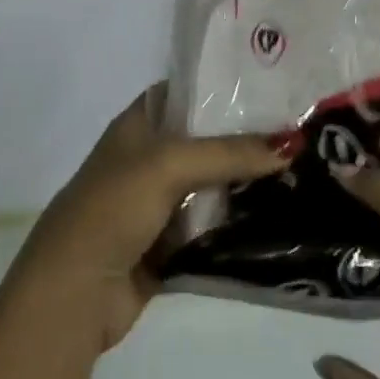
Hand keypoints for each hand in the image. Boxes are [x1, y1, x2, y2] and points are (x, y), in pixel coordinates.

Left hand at [6, 83, 287, 352]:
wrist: (75, 291)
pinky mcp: (169, 247)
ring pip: (212, 187)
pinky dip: (238, 228)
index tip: (274, 87)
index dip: (224, 87)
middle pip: (205, 141)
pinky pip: (211, 230)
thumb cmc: (113, 208)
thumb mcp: (168, 165)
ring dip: (248, 186)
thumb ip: (227, 152)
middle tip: (302, 135)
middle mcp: (149, 159)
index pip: (186, 92)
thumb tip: (292, 142)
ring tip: (304, 174)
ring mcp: (158, 204)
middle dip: (247, 140)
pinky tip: (281, 222)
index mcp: (138, 125)